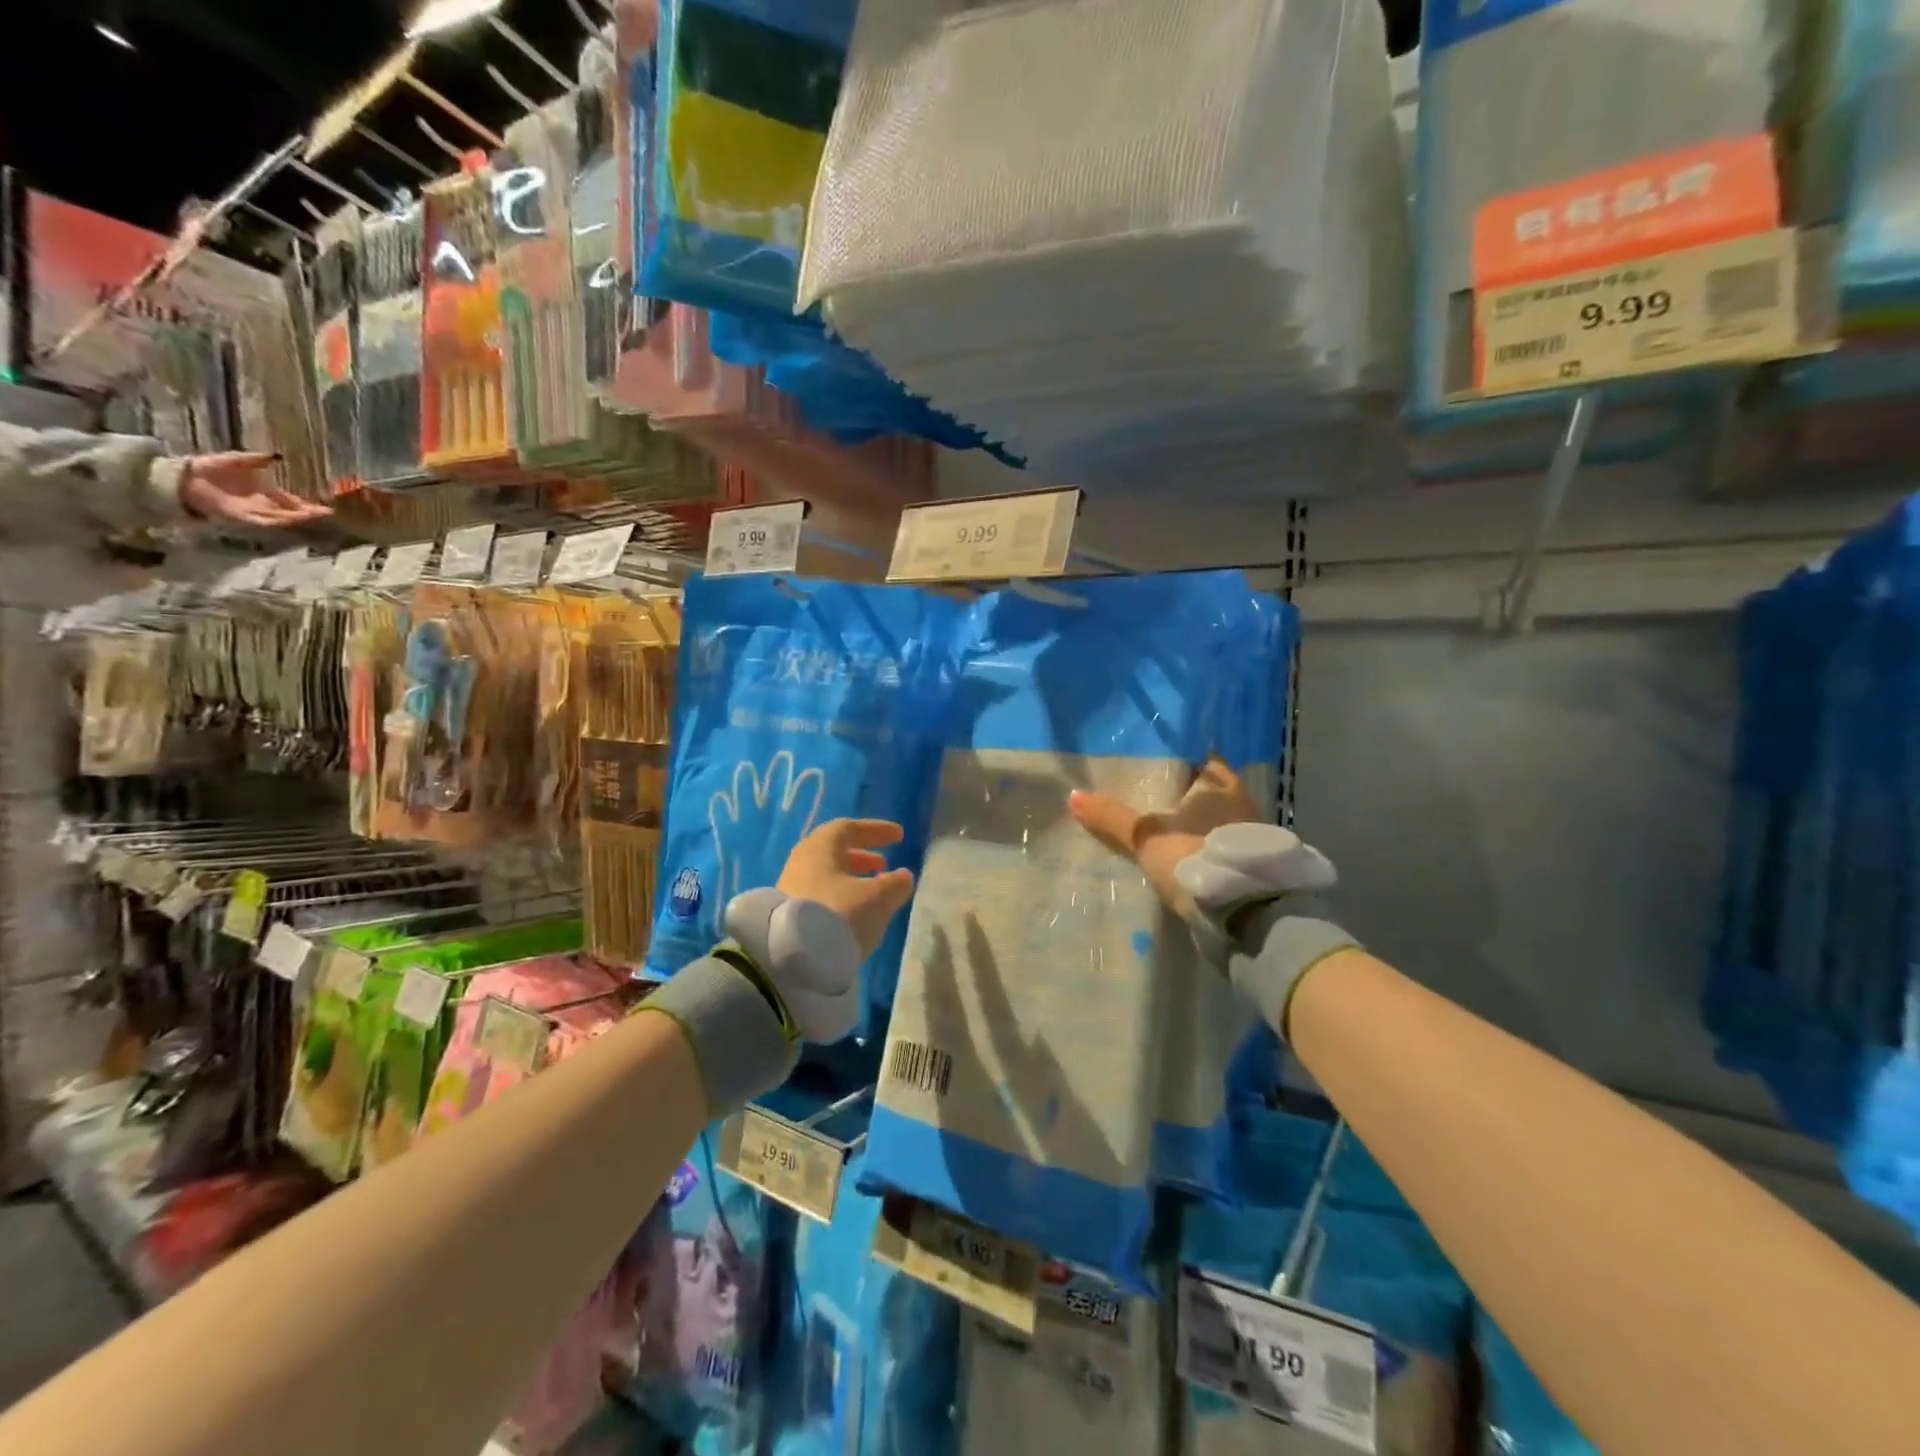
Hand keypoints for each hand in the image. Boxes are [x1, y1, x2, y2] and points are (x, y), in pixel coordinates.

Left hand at [176, 453, 331, 528]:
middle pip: (293, 512)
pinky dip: (277, 521)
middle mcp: (264, 505)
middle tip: (333, 515)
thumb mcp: (237, 460)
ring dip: (299, 519)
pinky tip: (290, 520)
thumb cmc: (209, 468)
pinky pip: (263, 520)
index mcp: (266, 493)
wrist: (182, 478)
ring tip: (318, 518)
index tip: (329, 507)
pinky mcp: (241, 515)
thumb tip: (278, 455)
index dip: (311, 505)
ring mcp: (254, 512)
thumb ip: (257, 459)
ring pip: (283, 518)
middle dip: (312, 514)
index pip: (294, 502)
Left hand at [777, 818, 916, 961]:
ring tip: (875, 889)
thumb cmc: (838, 915)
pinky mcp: (788, 913)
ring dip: (853, 877)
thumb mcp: (877, 899)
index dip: (876, 830)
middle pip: (834, 850)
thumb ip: (894, 884)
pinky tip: (855, 911)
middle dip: (863, 855)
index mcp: (821, 847)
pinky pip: (820, 893)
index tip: (899, 836)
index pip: (849, 828)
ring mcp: (791, 887)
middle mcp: (802, 861)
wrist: (791, 959)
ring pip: (827, 874)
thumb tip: (903, 876)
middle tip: (885, 863)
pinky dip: (841, 895)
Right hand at [1069, 759, 1261, 917]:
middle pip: (1207, 789)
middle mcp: (1240, 802)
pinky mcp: (1249, 863)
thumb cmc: (1194, 856)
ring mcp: (1249, 834)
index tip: (1155, 761)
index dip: (1179, 758)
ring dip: (1194, 822)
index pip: (1201, 758)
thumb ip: (1112, 817)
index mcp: (1219, 784)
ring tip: (1161, 825)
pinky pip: (1219, 844)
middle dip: (1183, 793)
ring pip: (1214, 818)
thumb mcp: (1146, 836)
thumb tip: (1073, 795)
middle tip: (1150, 793)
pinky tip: (1181, 852)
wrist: (1244, 912)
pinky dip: (1201, 845)